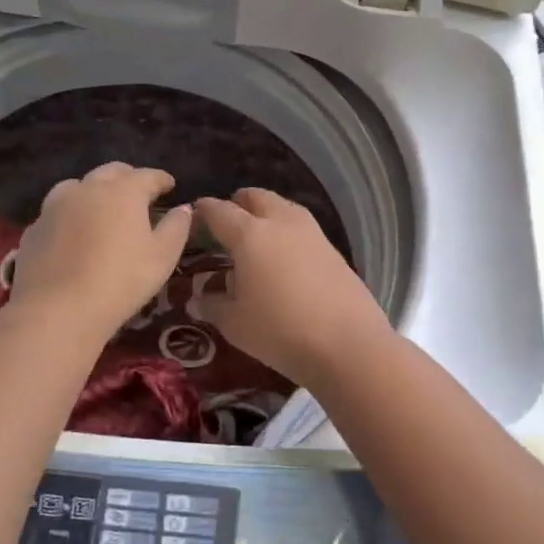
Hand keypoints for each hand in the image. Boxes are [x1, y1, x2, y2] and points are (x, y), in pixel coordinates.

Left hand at [8, 163, 192, 342]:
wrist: (57, 310)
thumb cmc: (120, 282)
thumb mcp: (162, 257)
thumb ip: (176, 228)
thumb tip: (184, 209)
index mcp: (122, 192)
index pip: (147, 176)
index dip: (161, 179)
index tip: (170, 185)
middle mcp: (87, 189)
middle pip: (110, 172)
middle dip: (128, 177)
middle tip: (138, 192)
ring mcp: (54, 207)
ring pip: (77, 186)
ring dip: (93, 190)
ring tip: (101, 206)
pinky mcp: (34, 229)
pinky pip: (56, 212)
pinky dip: (69, 214)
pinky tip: (73, 232)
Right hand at [191, 189, 391, 387]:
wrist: (348, 345)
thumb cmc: (280, 331)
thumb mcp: (235, 324)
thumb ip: (213, 305)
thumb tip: (198, 298)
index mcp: (250, 234)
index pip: (220, 211)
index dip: (204, 211)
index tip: (194, 215)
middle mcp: (281, 223)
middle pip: (257, 198)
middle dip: (239, 203)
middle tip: (227, 221)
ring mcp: (312, 233)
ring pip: (284, 208)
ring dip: (267, 213)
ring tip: (257, 236)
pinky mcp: (334, 250)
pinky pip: (303, 228)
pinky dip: (288, 231)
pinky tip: (285, 256)